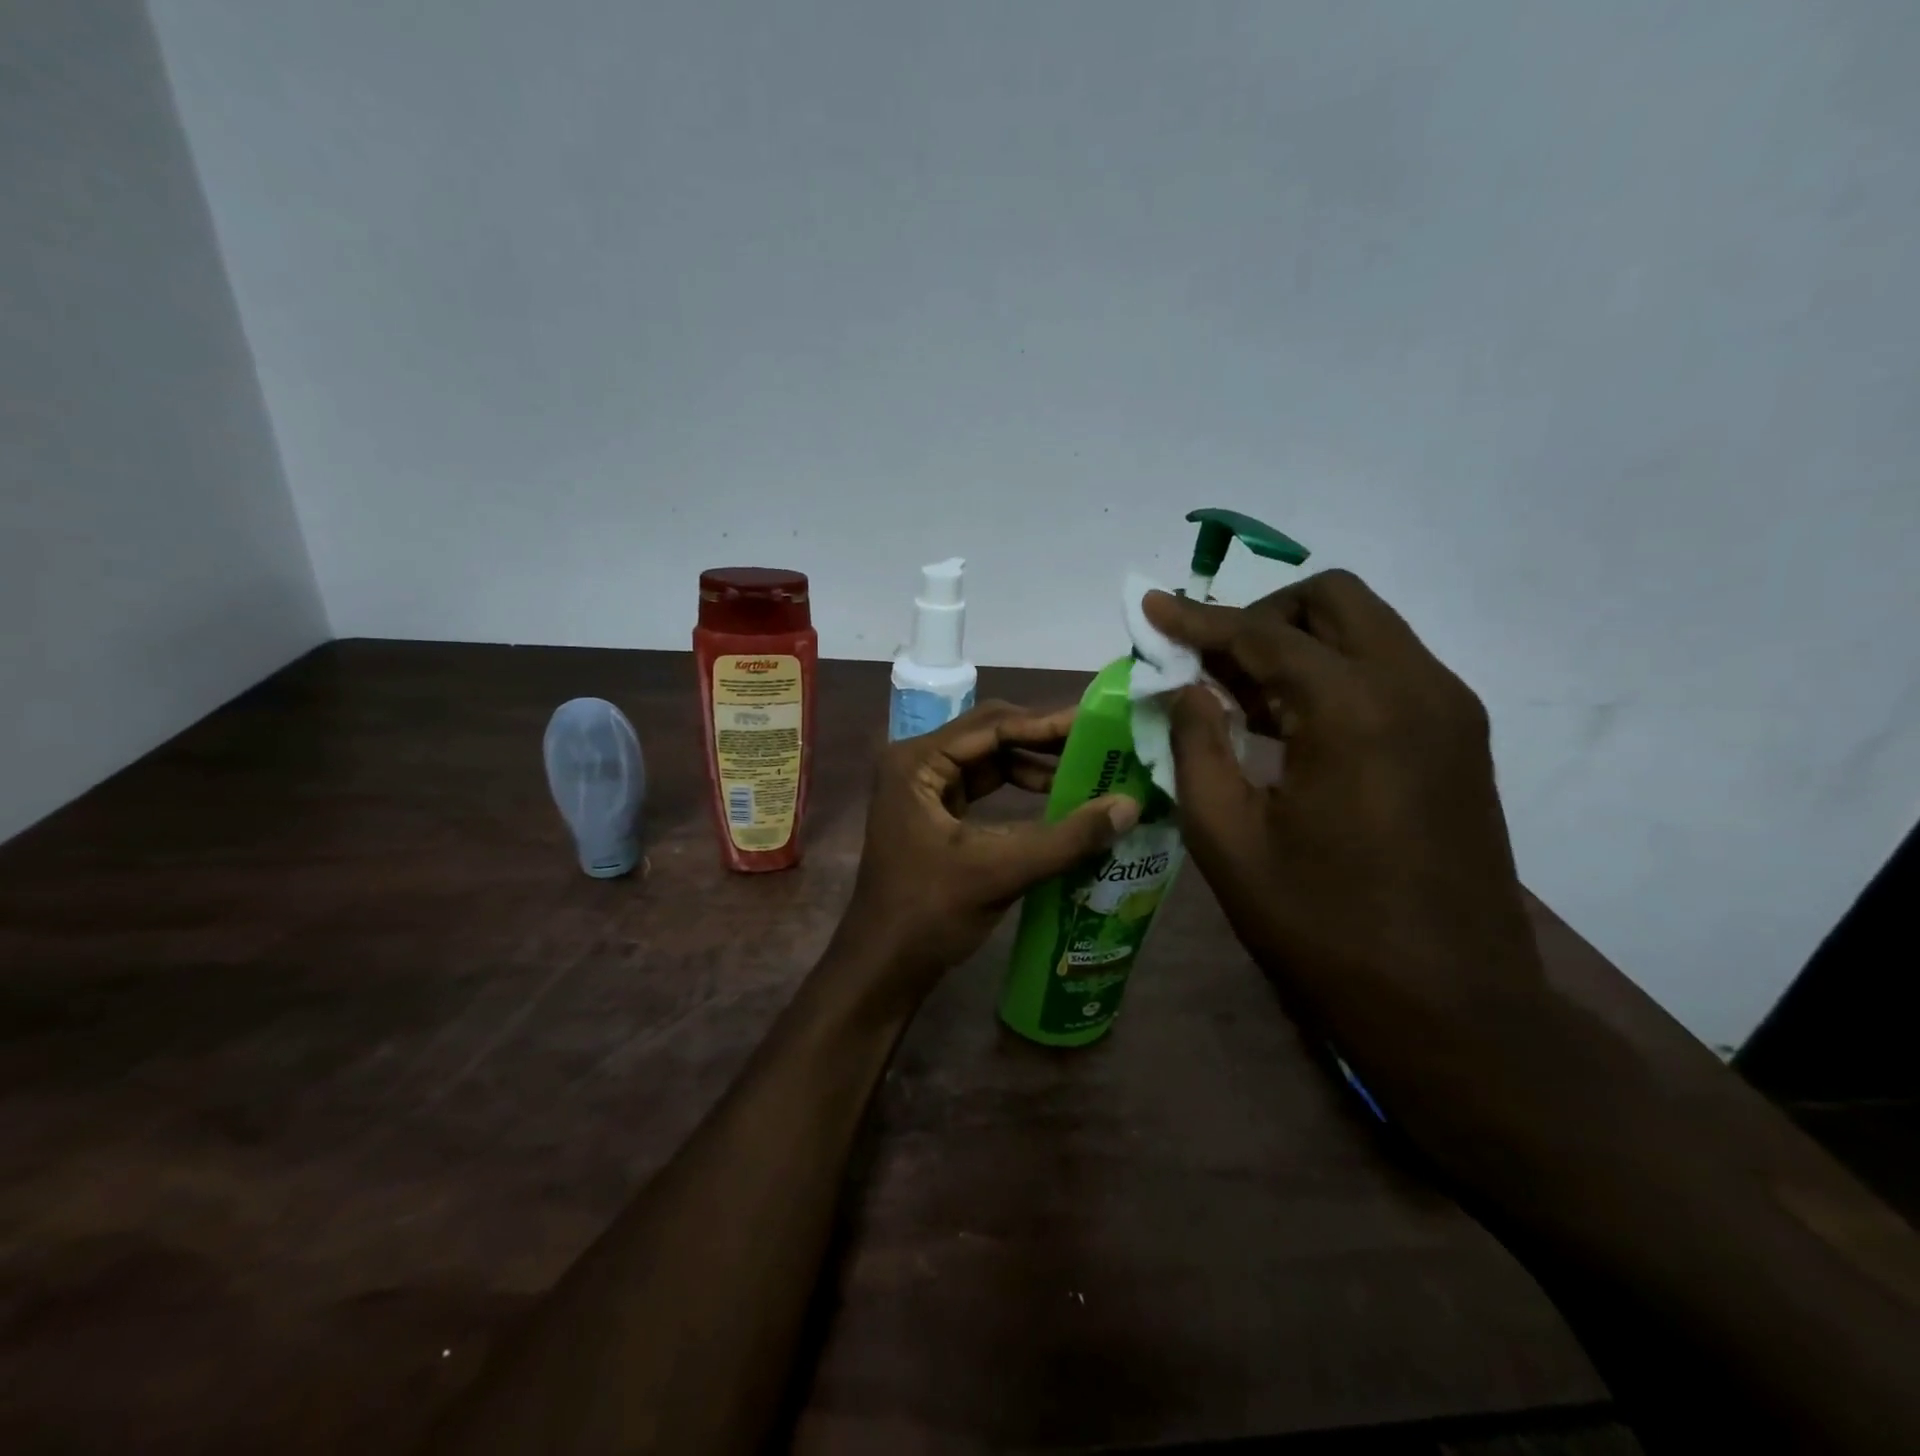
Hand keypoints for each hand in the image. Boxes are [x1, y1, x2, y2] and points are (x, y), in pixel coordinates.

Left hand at [837, 701, 1139, 1004]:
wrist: (883, 967)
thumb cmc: (929, 914)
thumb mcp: (1000, 871)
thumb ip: (1067, 838)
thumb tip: (1130, 805)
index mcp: (916, 762)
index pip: (992, 725)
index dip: (1047, 724)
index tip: (1097, 724)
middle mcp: (916, 763)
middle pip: (990, 735)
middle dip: (1043, 740)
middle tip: (1099, 743)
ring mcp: (923, 787)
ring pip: (989, 760)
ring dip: (1034, 765)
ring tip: (1087, 771)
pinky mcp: (934, 812)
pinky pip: (983, 786)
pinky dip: (1019, 789)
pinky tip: (1056, 799)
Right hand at [1144, 570, 1540, 1031]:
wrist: (1450, 1005)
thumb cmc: (1322, 925)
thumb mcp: (1228, 838)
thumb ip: (1196, 745)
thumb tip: (1185, 686)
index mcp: (1354, 709)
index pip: (1262, 632)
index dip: (1198, 618)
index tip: (1152, 606)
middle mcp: (1415, 687)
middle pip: (1333, 600)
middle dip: (1260, 614)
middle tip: (1209, 660)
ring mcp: (1449, 710)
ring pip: (1365, 630)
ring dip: (1297, 643)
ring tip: (1240, 696)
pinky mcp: (1460, 740)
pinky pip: (1387, 670)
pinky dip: (1332, 673)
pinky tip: (1290, 725)